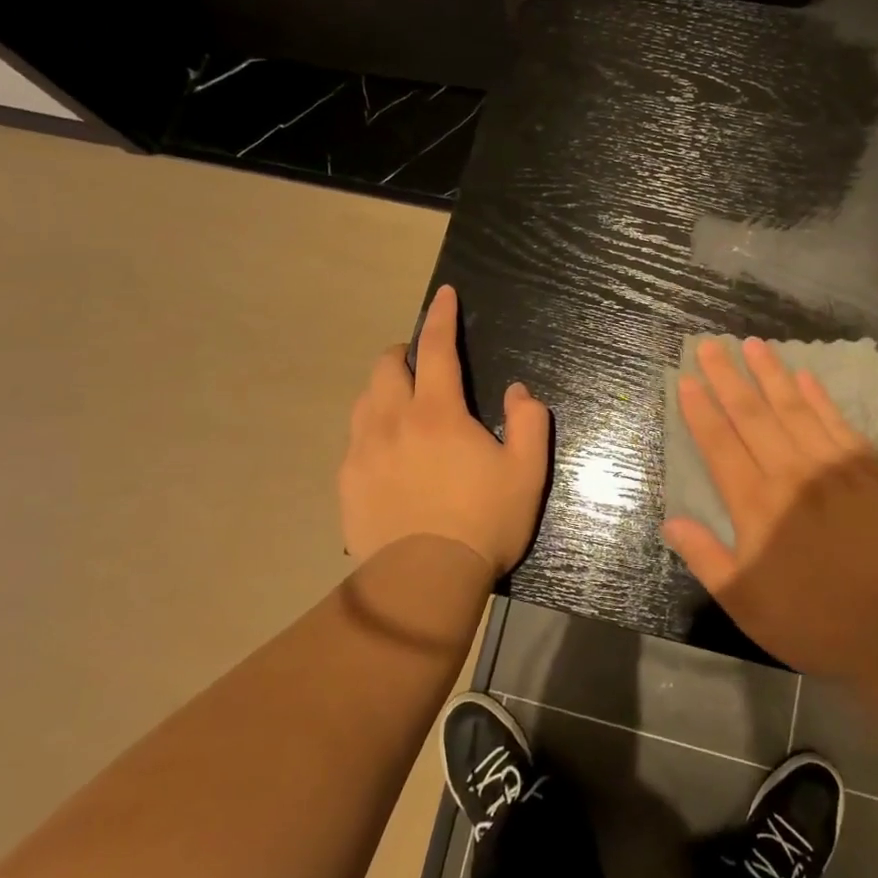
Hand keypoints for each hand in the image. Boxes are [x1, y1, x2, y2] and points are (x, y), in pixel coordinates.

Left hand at [339, 284, 550, 574]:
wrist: (422, 583)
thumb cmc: (482, 524)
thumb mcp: (527, 473)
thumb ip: (530, 423)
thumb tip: (518, 392)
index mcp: (437, 413)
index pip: (436, 348)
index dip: (441, 316)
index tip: (443, 295)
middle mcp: (392, 420)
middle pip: (386, 366)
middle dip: (405, 353)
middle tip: (423, 365)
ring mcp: (362, 451)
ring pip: (365, 399)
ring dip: (385, 389)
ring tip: (404, 406)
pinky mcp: (347, 481)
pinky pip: (355, 438)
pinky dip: (372, 429)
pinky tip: (387, 453)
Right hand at [662, 337, 877, 676]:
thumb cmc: (814, 619)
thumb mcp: (746, 602)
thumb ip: (706, 558)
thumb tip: (671, 522)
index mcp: (755, 504)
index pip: (719, 444)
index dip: (700, 410)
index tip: (686, 380)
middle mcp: (789, 473)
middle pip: (751, 415)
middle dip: (727, 377)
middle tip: (710, 345)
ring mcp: (832, 465)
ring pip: (793, 408)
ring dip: (770, 374)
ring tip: (752, 344)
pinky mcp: (869, 468)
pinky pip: (836, 421)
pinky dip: (818, 396)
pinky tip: (804, 376)